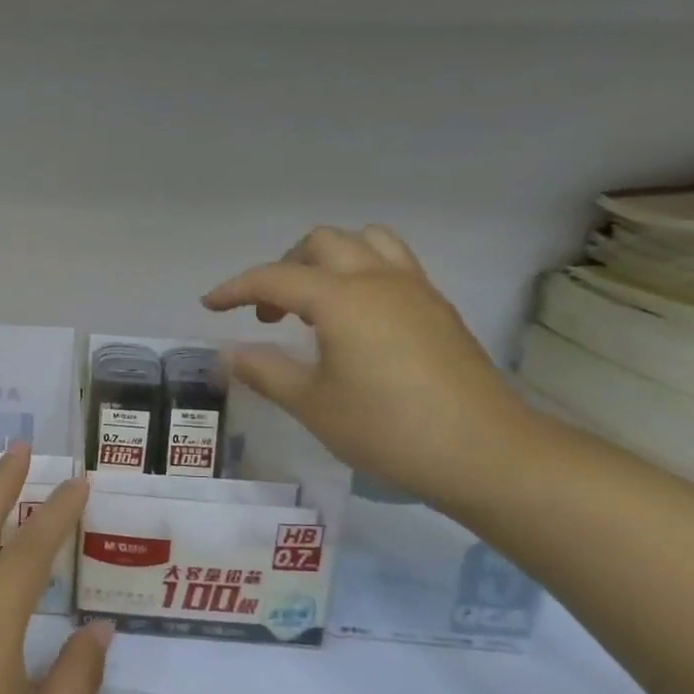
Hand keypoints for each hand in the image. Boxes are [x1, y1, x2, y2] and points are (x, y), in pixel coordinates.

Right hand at [203, 225, 529, 508]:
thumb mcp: (312, 405)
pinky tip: (354, 320)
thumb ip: (265, 371)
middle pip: (322, 243)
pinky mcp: (437, 308)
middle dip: (284, 267)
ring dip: (328, 260)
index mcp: (342, 299)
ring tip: (313, 302)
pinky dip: (360, 273)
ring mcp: (415, 290)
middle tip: (269, 313)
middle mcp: (379, 280)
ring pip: (365, 242)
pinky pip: (392, 264)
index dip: (235, 289)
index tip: (209, 306)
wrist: (484, 452)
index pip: (275, 277)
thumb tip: (228, 353)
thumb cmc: (387, 429)